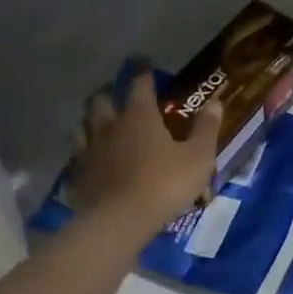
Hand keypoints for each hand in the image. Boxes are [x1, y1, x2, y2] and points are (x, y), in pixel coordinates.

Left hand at [69, 70, 221, 235]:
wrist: (120, 221)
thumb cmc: (164, 184)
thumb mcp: (198, 158)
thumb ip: (206, 129)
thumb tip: (215, 102)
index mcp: (139, 115)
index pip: (140, 84)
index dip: (145, 76)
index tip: (149, 72)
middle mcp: (109, 125)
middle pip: (101, 100)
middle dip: (110, 95)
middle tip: (121, 100)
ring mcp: (89, 150)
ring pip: (83, 126)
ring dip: (92, 123)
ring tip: (102, 128)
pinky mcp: (78, 175)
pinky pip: (78, 156)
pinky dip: (85, 154)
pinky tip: (92, 161)